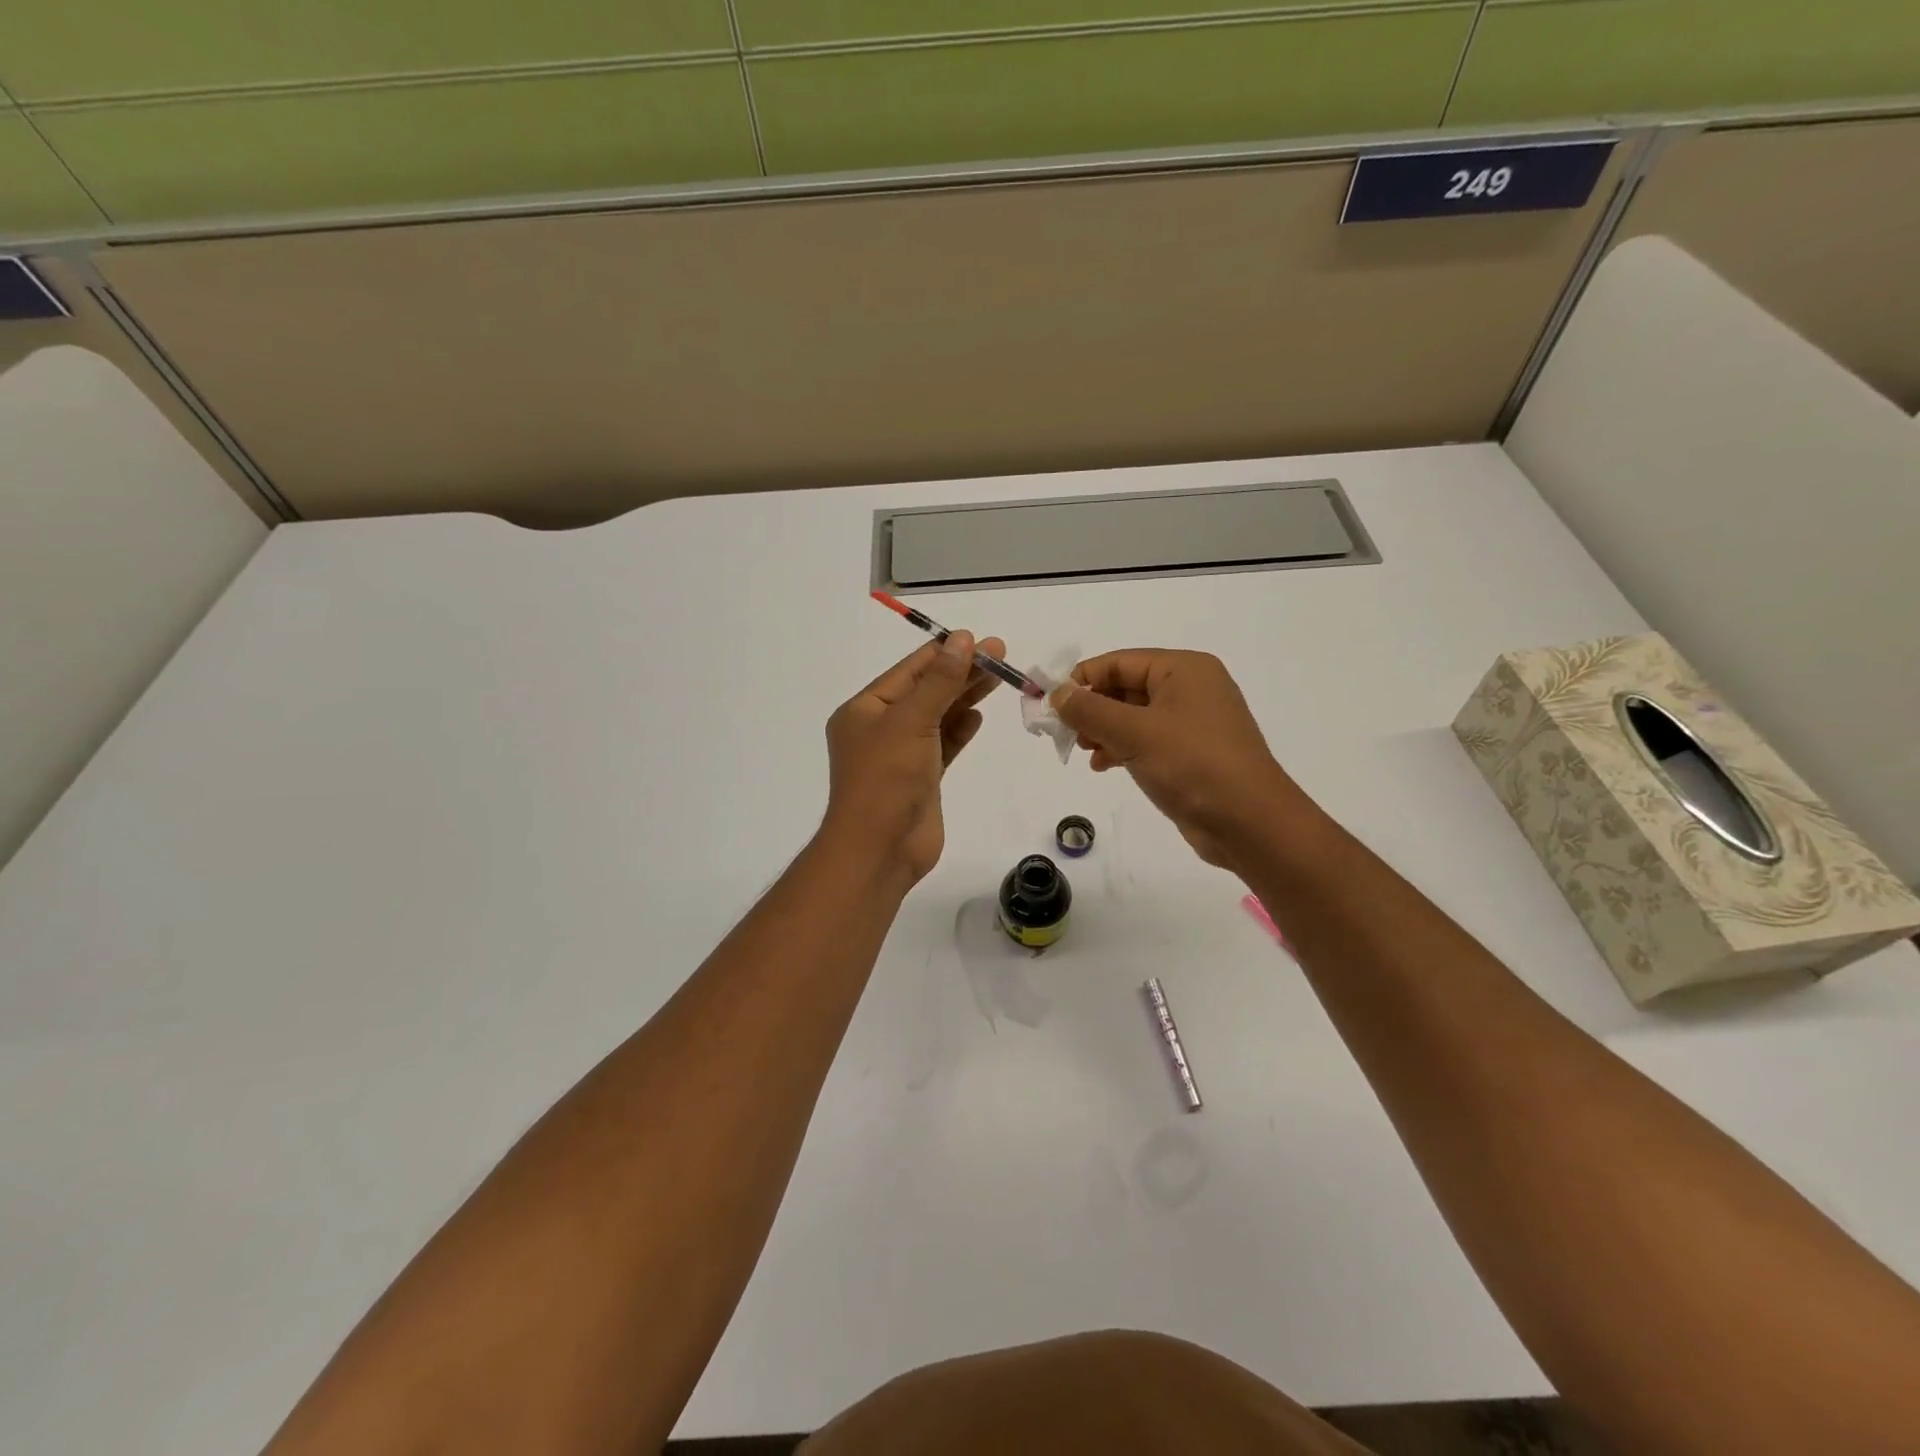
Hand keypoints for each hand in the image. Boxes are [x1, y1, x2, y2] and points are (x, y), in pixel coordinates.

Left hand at [821, 631, 1004, 886]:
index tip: (979, 639)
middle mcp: (880, 728)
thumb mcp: (911, 721)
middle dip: (962, 672)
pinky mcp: (921, 778)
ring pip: (938, 717)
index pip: (909, 671)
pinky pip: (943, 745)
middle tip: (1001, 654)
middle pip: (926, 691)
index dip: (945, 653)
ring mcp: (901, 755)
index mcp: (864, 709)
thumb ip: (940, 681)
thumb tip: (962, 640)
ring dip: (965, 697)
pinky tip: (979, 715)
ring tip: (1000, 677)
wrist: (880, 850)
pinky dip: (960, 729)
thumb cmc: (886, 779)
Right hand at [1051, 649, 1308, 869]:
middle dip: (1092, 708)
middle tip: (1064, 732)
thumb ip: (1089, 709)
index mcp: (1183, 670)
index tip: (1049, 704)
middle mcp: (1191, 688)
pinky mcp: (1192, 753)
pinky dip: (1122, 748)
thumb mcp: (1133, 732)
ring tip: (1083, 751)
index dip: (1081, 679)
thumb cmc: (1191, 765)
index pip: (1119, 662)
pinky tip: (1104, 766)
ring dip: (1103, 730)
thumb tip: (1056, 693)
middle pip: (1126, 687)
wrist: (1249, 822)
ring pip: (1134, 716)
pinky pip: (1147, 740)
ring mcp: (1194, 722)